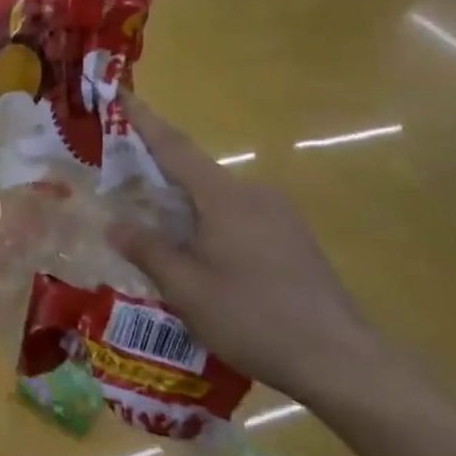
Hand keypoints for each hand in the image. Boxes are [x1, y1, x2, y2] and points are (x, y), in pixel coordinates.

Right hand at [108, 92, 383, 404]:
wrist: (341, 361)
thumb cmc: (253, 317)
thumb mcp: (186, 288)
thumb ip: (147, 250)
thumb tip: (115, 226)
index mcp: (224, 197)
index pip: (174, 147)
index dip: (142, 121)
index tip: (120, 94)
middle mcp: (254, 195)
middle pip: (195, 173)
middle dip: (158, 172)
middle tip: (121, 179)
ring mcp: (280, 216)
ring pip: (218, 199)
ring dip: (184, 205)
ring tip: (154, 228)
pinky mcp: (294, 240)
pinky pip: (239, 217)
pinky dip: (209, 223)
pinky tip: (199, 255)